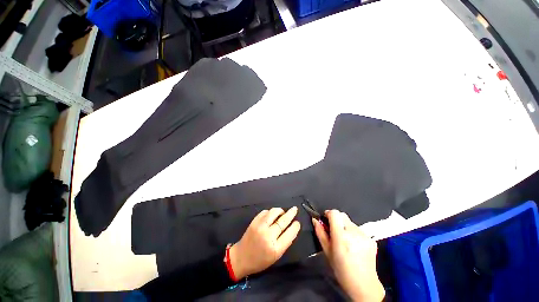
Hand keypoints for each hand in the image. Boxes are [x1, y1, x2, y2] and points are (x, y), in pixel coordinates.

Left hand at [229, 207, 300, 278]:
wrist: (241, 257)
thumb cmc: (260, 260)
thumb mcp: (275, 255)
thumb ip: (284, 242)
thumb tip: (291, 227)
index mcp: (275, 248)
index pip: (289, 234)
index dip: (295, 227)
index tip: (297, 222)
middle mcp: (268, 236)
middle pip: (282, 221)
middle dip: (291, 214)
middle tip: (295, 209)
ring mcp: (260, 227)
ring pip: (273, 212)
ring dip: (280, 211)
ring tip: (282, 212)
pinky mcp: (254, 221)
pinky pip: (265, 212)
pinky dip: (270, 212)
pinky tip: (271, 215)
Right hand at [313, 210, 384, 301]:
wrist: (364, 285)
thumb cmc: (341, 269)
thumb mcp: (327, 252)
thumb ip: (320, 233)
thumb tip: (315, 219)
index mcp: (341, 237)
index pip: (335, 213)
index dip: (329, 214)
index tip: (326, 220)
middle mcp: (353, 233)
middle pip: (342, 215)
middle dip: (336, 219)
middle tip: (334, 231)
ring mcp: (364, 235)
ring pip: (350, 222)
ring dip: (345, 226)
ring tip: (345, 240)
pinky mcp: (371, 239)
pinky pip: (358, 229)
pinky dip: (353, 232)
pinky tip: (353, 245)